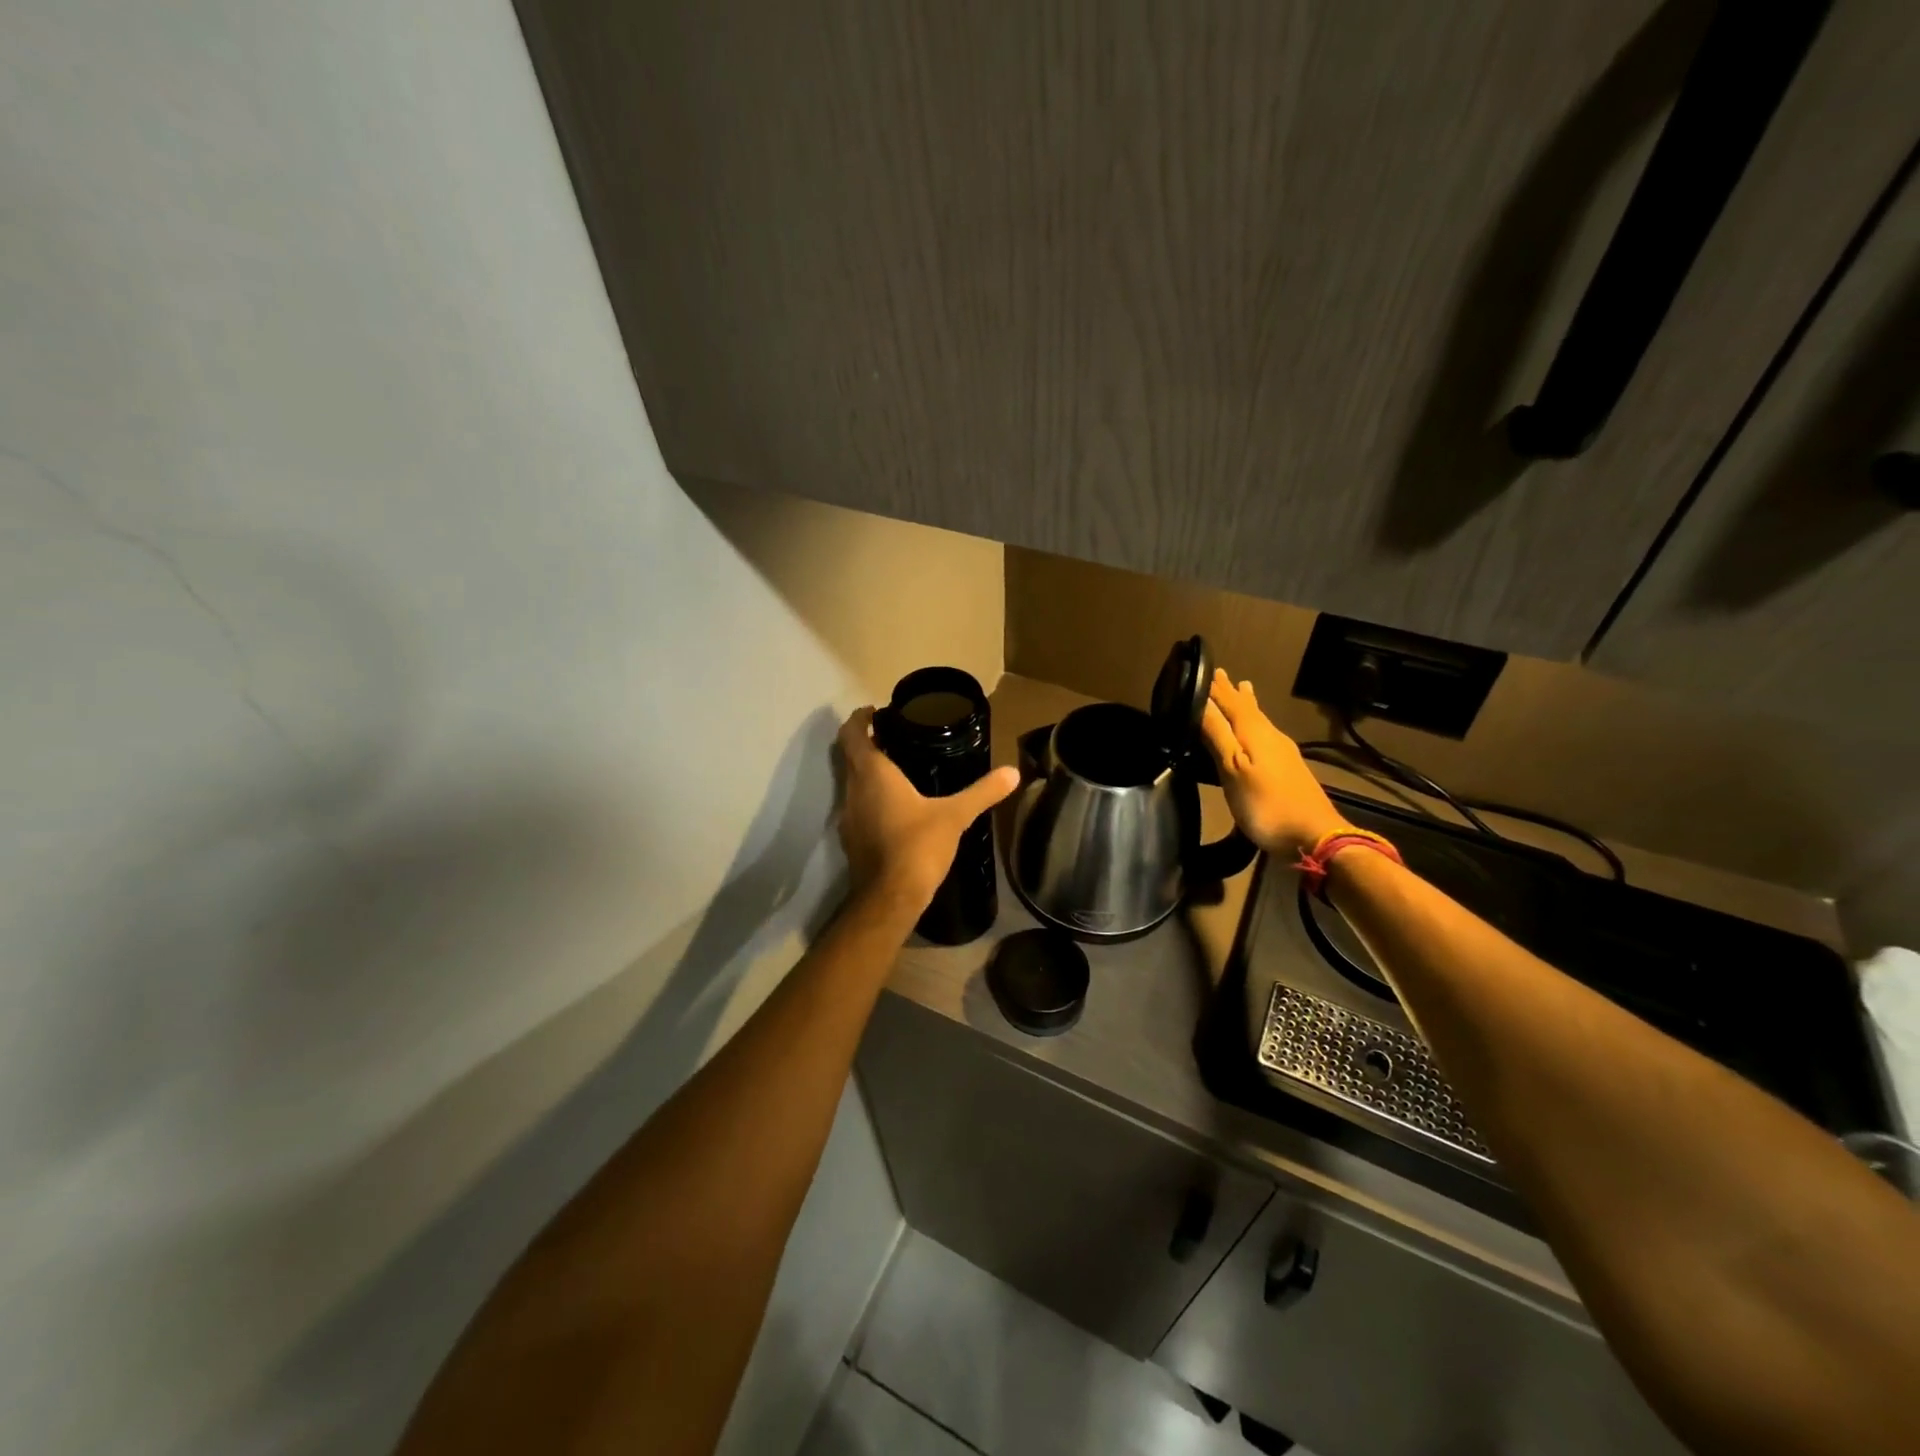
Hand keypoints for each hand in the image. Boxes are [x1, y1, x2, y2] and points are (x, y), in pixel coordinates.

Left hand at [836, 707, 1020, 913]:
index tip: (876, 711)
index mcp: (872, 773)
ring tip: (897, 767)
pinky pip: (857, 805)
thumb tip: (1013, 772)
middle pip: (850, 755)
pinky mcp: (851, 838)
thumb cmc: (918, 845)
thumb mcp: (955, 816)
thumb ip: (982, 792)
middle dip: (865, 742)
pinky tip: (894, 806)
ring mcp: (848, 816)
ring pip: (851, 782)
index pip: (852, 733)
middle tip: (892, 735)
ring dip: (867, 770)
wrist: (890, 897)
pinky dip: (869, 796)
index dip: (860, 718)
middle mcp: (852, 789)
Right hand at [1199, 670, 1349, 859]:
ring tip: (1243, 690)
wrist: (1314, 836)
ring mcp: (1283, 753)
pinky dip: (1255, 725)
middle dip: (1232, 692)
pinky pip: (1266, 735)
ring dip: (1247, 705)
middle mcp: (1271, 736)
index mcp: (1254, 732)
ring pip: (1259, 720)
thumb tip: (1200, 702)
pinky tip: (1257, 732)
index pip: (1231, 702)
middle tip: (1221, 675)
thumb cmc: (1266, 804)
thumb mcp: (1233, 769)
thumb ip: (1217, 735)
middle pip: (1248, 708)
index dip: (1216, 688)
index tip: (1204, 669)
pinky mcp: (1288, 769)